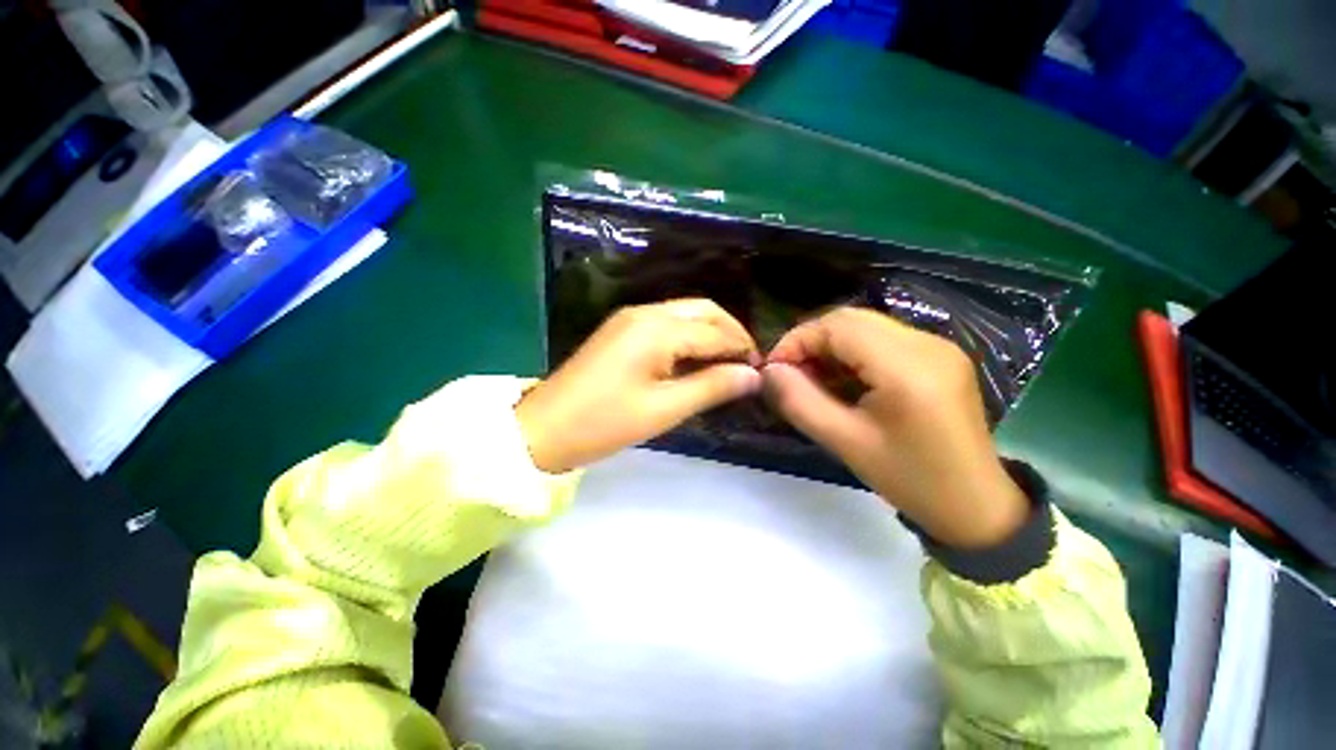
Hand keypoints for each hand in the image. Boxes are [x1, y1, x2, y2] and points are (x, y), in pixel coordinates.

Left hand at [517, 299, 761, 473]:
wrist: (544, 428)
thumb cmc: (605, 422)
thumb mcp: (664, 409)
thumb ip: (712, 387)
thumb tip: (754, 375)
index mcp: (656, 329)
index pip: (715, 331)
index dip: (742, 349)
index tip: (761, 372)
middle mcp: (645, 312)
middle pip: (703, 310)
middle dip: (730, 332)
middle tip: (746, 364)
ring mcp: (630, 318)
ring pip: (685, 314)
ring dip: (710, 333)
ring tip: (726, 364)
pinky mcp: (621, 330)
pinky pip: (666, 324)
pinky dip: (688, 337)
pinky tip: (695, 359)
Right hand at [763, 307, 1028, 548]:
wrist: (976, 505)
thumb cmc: (909, 479)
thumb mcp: (844, 442)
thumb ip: (799, 402)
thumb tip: (768, 372)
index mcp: (908, 367)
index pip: (838, 326)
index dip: (797, 340)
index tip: (774, 369)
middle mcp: (927, 343)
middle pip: (851, 319)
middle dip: (811, 341)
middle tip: (790, 374)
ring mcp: (938, 346)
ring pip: (865, 326)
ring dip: (830, 346)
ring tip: (812, 379)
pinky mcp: (938, 355)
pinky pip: (882, 339)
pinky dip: (852, 353)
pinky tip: (843, 380)